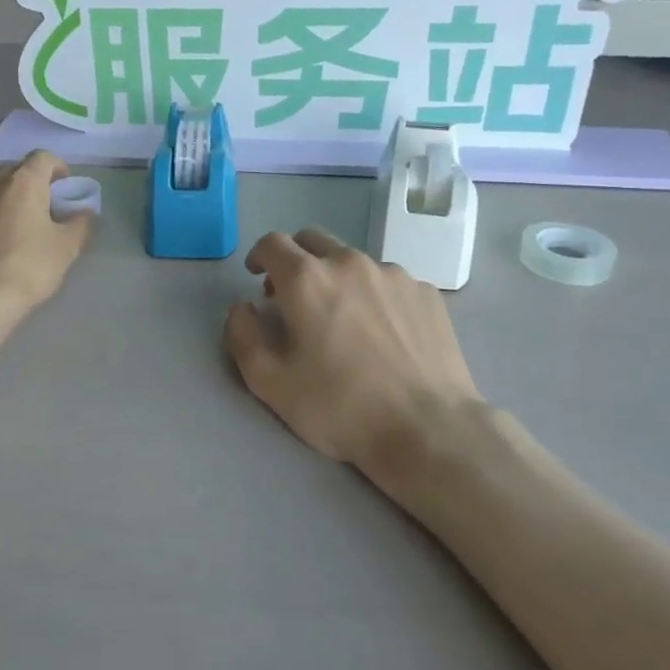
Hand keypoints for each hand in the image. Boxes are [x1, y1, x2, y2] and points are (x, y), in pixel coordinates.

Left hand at [0, 151, 92, 310]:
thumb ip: (80, 223)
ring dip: (0, 193)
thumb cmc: (27, 267)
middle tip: (39, 206)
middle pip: (13, 169)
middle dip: (28, 181)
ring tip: (7, 217)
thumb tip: (84, 212)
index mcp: (24, 182)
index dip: (57, 168)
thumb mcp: (66, 248)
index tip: (63, 186)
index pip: (43, 157)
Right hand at [224, 229, 483, 480]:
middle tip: (293, 296)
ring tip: (342, 319)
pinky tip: (382, 333)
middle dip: (295, 261)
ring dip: (336, 278)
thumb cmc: (340, 407)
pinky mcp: (426, 292)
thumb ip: (243, 335)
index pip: (272, 243)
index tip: (257, 277)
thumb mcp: (270, 382)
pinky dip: (374, 295)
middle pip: (313, 241)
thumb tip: (242, 307)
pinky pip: (388, 281)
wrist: (427, 429)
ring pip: (353, 261)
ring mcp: (394, 274)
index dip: (258, 255)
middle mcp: (350, 262)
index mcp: (307, 279)